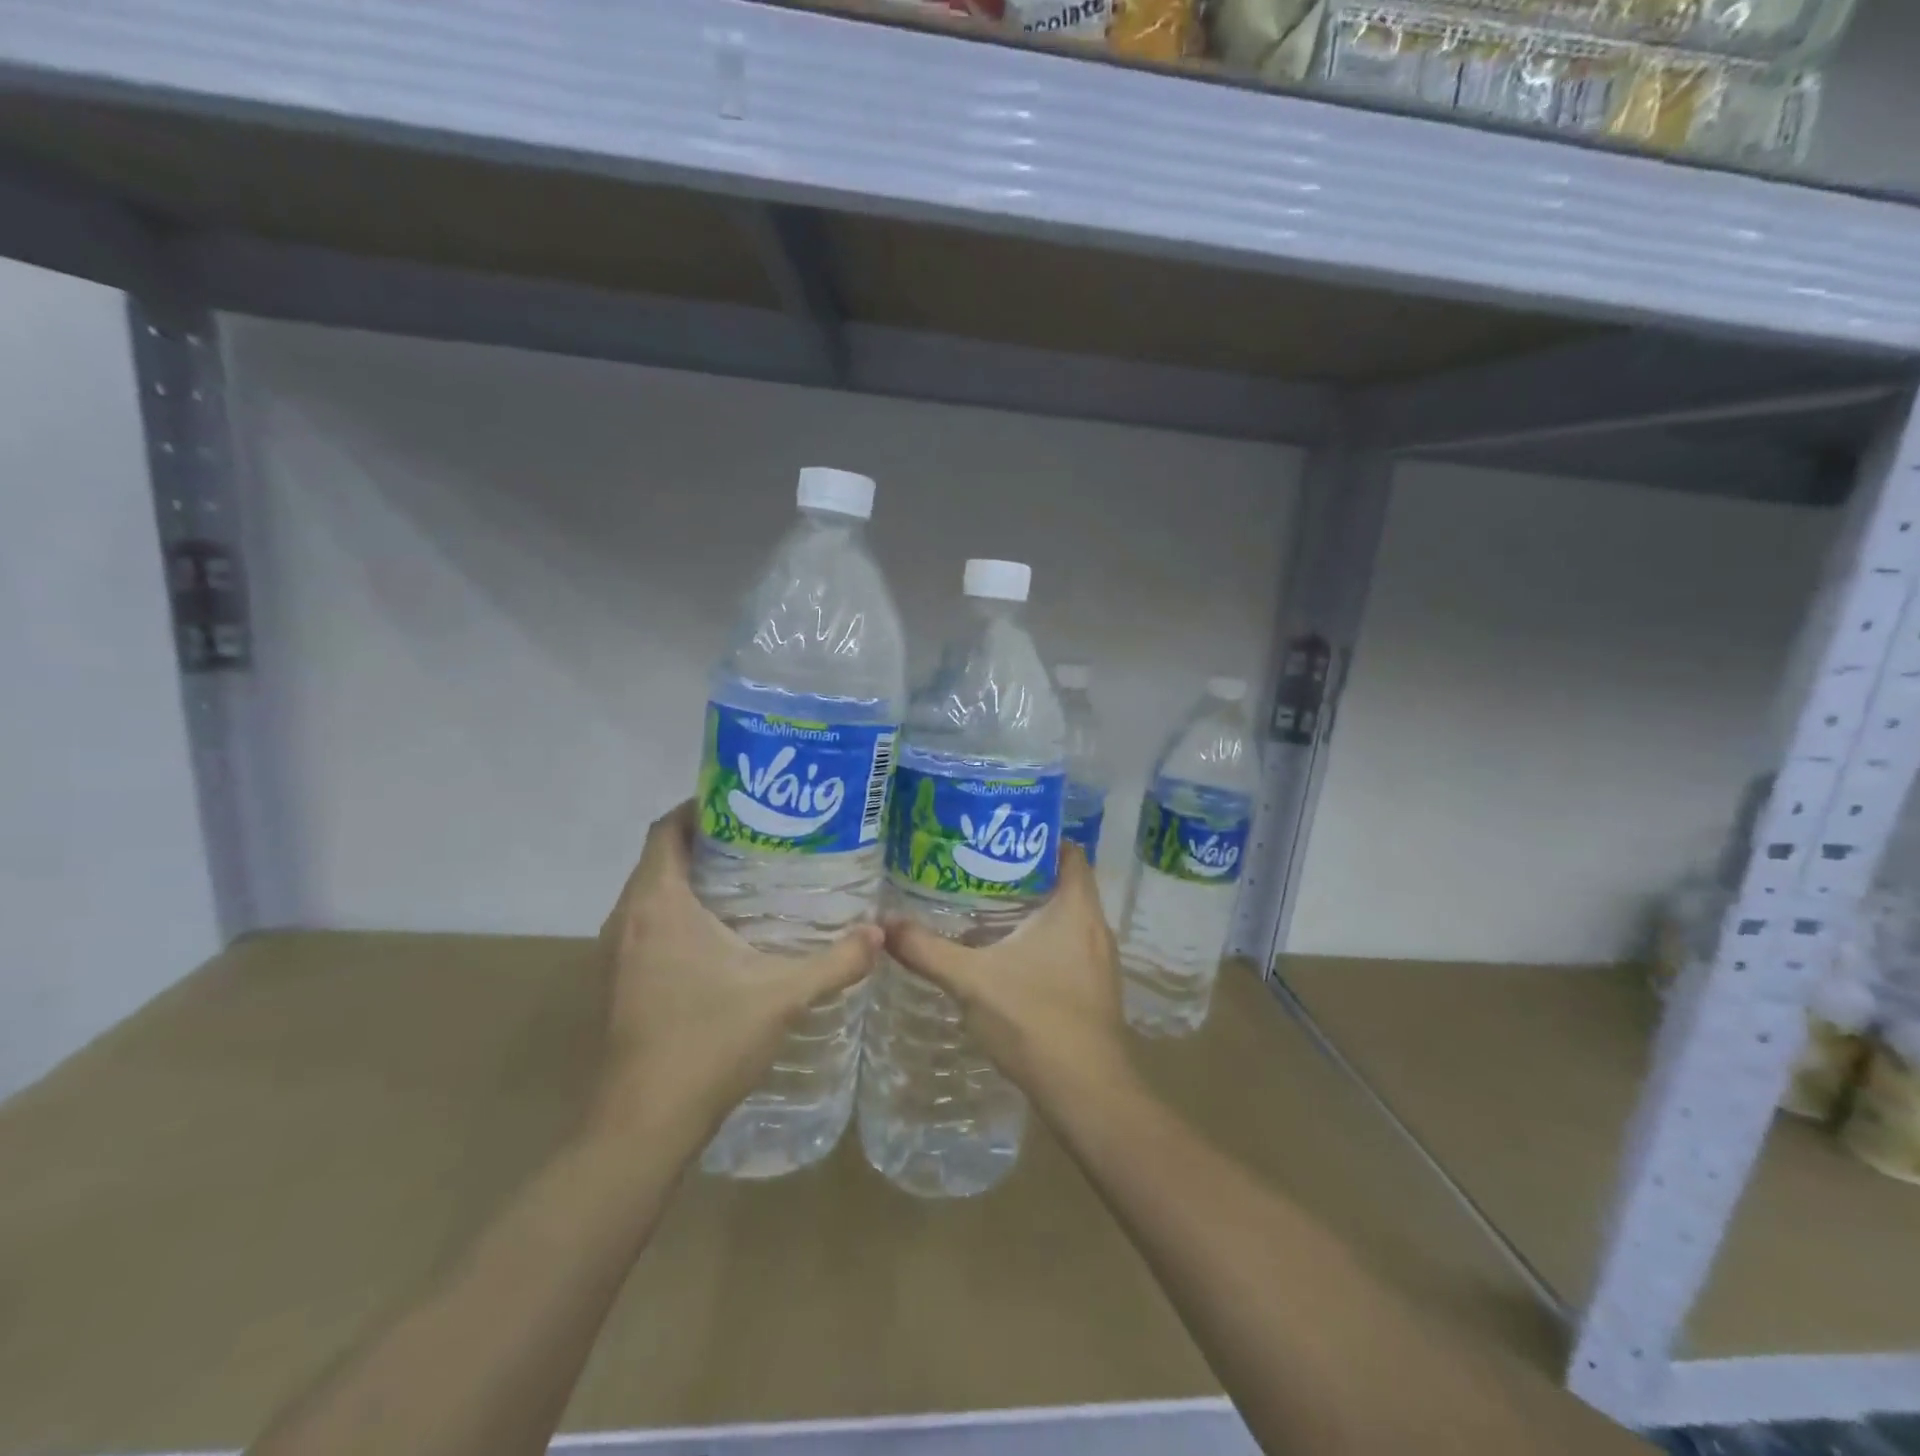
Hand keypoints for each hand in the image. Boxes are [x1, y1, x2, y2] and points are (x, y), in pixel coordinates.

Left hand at [594, 802, 881, 1137]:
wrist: (643, 1125)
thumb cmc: (707, 1043)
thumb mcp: (782, 996)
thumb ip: (836, 961)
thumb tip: (880, 933)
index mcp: (659, 905)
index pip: (666, 830)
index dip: (699, 807)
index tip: (744, 801)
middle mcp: (628, 919)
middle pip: (661, 858)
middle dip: (706, 841)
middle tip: (762, 837)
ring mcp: (618, 953)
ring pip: (653, 893)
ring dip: (691, 878)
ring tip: (750, 877)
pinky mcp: (620, 981)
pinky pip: (649, 924)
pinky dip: (681, 912)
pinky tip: (725, 933)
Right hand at [882, 846, 1131, 1104]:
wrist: (1087, 1093)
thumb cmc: (1034, 1019)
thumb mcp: (971, 980)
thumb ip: (927, 950)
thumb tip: (883, 925)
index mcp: (1076, 908)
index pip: (1069, 852)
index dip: (1040, 836)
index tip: (1001, 834)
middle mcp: (1096, 927)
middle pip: (1065, 883)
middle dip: (1026, 874)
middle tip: (980, 868)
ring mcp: (1100, 962)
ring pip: (1067, 919)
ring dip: (1034, 911)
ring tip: (987, 907)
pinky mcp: (1096, 991)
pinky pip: (1070, 948)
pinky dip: (1043, 942)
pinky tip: (1008, 957)